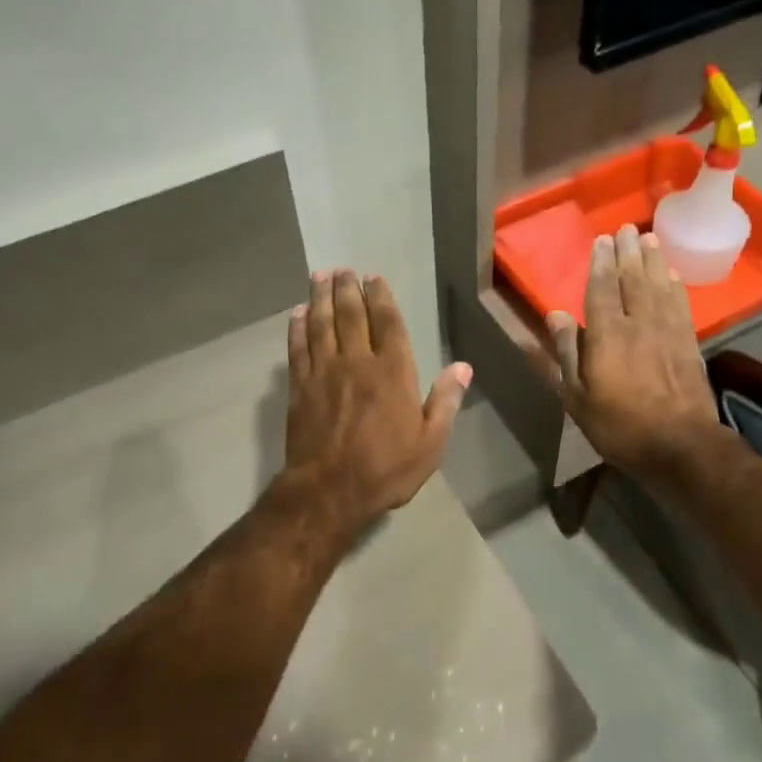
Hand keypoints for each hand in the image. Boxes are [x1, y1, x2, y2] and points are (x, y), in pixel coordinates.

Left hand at [281, 269, 471, 539]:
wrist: (329, 492)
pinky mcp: (299, 387)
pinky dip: (298, 327)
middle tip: (343, 269)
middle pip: (350, 315)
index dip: (381, 297)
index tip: (374, 278)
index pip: (387, 322)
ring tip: (320, 276)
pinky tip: (299, 313)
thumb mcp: (430, 443)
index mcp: (393, 372)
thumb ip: (445, 402)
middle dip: (347, 289)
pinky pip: (298, 348)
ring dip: (321, 297)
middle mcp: (357, 362)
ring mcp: (324, 372)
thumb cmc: (386, 469)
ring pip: (322, 324)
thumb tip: (463, 367)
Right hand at [547, 226, 717, 478]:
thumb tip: (555, 314)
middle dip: (628, 252)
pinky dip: (675, 286)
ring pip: (659, 286)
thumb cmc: (619, 426)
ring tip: (649, 239)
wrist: (681, 446)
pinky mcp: (689, 343)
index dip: (601, 262)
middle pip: (634, 279)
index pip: (602, 288)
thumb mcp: (577, 396)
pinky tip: (673, 275)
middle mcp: (639, 323)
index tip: (602, 240)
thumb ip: (567, 352)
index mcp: (607, 335)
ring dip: (653, 261)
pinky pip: (680, 304)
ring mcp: (668, 331)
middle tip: (626, 229)